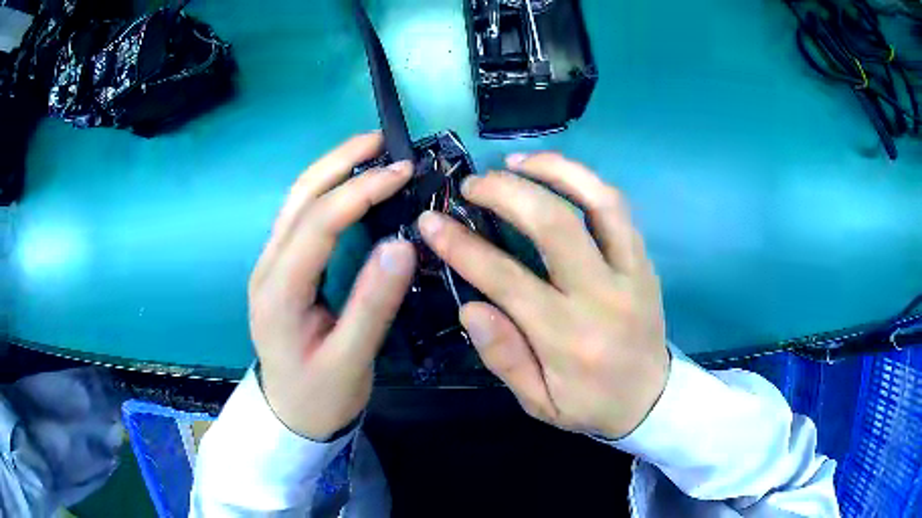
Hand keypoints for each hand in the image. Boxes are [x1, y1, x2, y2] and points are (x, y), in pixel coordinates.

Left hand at [248, 133, 415, 439]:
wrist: (290, 415)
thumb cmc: (320, 395)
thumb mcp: (351, 360)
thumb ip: (373, 304)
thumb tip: (403, 244)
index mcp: (279, 291)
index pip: (319, 222)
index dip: (361, 190)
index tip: (403, 172)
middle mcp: (267, 267)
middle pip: (299, 197)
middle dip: (339, 161)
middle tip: (382, 140)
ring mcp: (270, 265)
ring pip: (297, 201)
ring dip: (332, 169)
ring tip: (370, 151)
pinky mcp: (280, 269)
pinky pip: (301, 217)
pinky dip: (327, 191)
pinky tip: (351, 185)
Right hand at [418, 153, 668, 438]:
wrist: (652, 400)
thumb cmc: (590, 405)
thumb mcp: (538, 402)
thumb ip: (504, 357)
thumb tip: (470, 308)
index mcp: (568, 339)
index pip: (507, 280)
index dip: (463, 246)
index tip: (432, 221)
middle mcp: (602, 297)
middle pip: (555, 225)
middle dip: (506, 193)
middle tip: (472, 184)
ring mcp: (631, 272)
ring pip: (597, 202)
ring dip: (553, 170)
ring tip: (516, 161)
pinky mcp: (645, 261)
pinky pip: (618, 208)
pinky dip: (585, 181)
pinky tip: (556, 174)